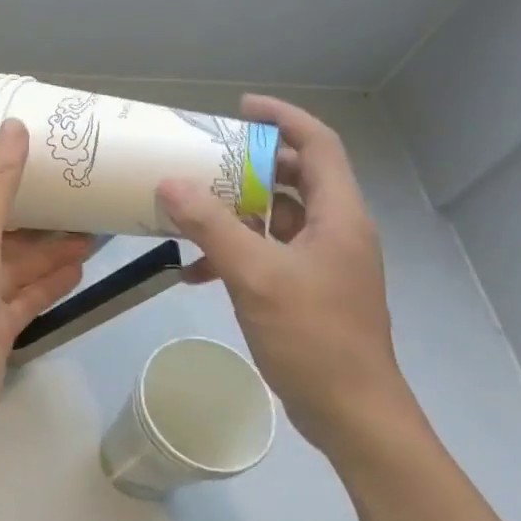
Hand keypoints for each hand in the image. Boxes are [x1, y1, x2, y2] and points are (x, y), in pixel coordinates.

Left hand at [0, 120, 90, 454]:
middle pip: (6, 233)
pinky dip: (51, 283)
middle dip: (43, 220)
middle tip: (86, 201)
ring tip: (94, 233)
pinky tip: (80, 269)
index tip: (52, 167)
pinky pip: (28, 297)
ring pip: (20, 266)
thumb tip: (14, 126)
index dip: (14, 182)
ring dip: (52, 251)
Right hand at [157, 94, 418, 459]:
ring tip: (188, 207)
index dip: (283, 118)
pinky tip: (195, 270)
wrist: (351, 413)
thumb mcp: (255, 276)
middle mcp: (334, 231)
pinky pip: (266, 253)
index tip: (241, 107)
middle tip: (203, 157)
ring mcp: (322, 262)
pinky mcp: (306, 289)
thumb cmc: (313, 336)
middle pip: (293, 178)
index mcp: (338, 216)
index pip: (318, 145)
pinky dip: (233, 251)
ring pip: (275, 217)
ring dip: (234, 210)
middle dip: (247, 164)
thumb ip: (211, 227)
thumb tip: (169, 183)